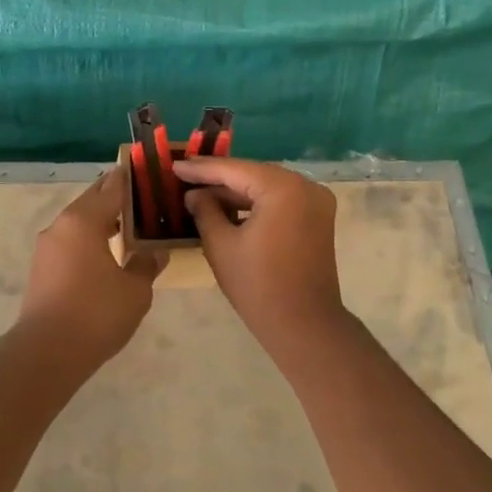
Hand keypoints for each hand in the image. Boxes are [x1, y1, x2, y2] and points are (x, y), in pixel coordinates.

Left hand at [18, 170, 163, 368]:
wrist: (48, 352)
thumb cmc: (96, 312)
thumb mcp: (135, 289)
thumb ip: (146, 264)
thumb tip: (154, 252)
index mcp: (84, 220)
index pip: (111, 188)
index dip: (129, 180)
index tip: (144, 171)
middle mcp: (61, 226)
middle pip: (91, 201)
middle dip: (114, 198)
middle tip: (141, 198)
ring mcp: (47, 248)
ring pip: (78, 223)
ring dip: (100, 220)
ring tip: (127, 226)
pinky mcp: (41, 269)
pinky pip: (70, 243)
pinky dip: (88, 240)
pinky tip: (105, 254)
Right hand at [176, 158, 344, 345]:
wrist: (304, 326)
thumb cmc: (258, 285)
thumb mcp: (221, 245)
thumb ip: (205, 210)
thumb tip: (194, 194)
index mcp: (283, 188)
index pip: (234, 170)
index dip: (201, 169)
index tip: (174, 165)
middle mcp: (306, 186)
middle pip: (253, 174)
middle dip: (219, 178)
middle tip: (185, 176)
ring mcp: (316, 202)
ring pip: (267, 187)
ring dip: (236, 191)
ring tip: (200, 193)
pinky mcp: (318, 219)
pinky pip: (281, 200)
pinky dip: (255, 203)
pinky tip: (228, 208)